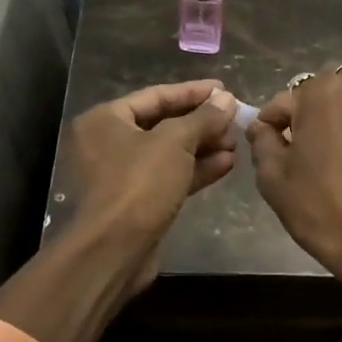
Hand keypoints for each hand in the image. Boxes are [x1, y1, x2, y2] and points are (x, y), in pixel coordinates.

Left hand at [50, 80, 239, 295]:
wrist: (114, 251)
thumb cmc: (139, 184)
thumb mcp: (175, 142)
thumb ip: (203, 118)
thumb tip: (227, 99)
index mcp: (106, 119)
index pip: (156, 95)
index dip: (193, 92)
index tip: (225, 89)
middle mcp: (108, 142)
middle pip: (163, 123)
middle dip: (201, 123)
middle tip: (234, 119)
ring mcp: (121, 174)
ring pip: (169, 152)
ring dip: (203, 147)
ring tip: (236, 142)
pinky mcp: (137, 201)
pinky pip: (169, 176)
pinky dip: (195, 170)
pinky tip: (227, 164)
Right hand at [245, 67, 341, 288]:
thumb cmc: (321, 208)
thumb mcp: (273, 178)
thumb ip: (262, 141)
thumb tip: (262, 126)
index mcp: (322, 90)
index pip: (286, 101)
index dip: (274, 124)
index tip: (272, 144)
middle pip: (327, 92)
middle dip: (314, 112)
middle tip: (310, 147)